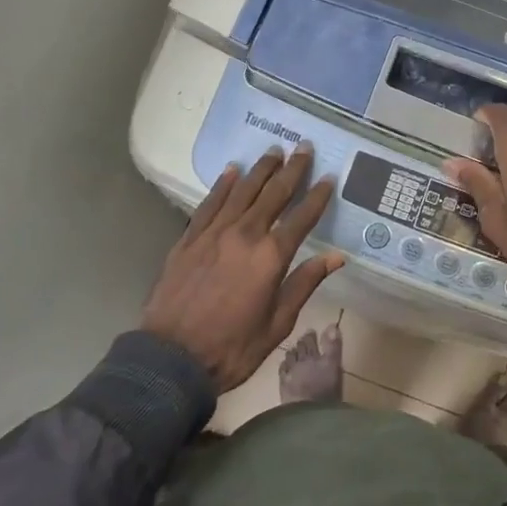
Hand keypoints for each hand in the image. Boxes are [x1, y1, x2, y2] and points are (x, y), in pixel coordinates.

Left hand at [142, 145, 344, 390]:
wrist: (171, 359)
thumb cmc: (232, 348)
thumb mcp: (278, 324)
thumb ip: (304, 284)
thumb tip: (335, 257)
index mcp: (271, 257)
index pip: (302, 217)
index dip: (318, 196)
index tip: (329, 177)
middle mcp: (245, 235)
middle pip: (274, 194)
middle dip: (292, 169)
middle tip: (304, 146)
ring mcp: (214, 233)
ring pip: (242, 191)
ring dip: (260, 169)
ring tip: (273, 151)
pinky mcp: (189, 238)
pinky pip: (210, 203)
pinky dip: (223, 185)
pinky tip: (231, 171)